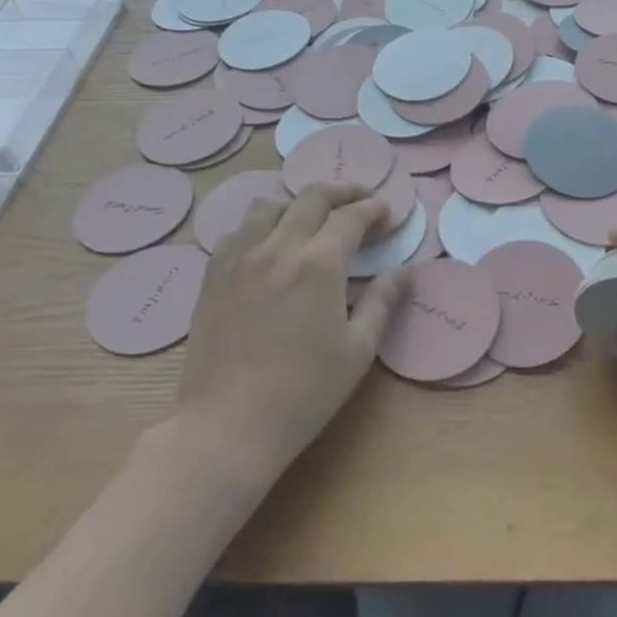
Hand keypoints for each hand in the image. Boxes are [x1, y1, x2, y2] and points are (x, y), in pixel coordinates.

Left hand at [152, 183, 409, 485]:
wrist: (227, 425)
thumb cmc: (304, 393)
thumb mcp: (357, 351)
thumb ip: (383, 303)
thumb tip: (403, 272)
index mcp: (319, 264)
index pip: (351, 217)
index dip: (374, 209)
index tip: (387, 213)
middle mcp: (278, 248)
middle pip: (312, 198)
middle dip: (343, 191)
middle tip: (361, 199)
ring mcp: (239, 258)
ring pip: (270, 206)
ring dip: (299, 203)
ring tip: (313, 217)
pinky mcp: (213, 276)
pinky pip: (237, 231)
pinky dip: (261, 225)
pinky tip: (268, 242)